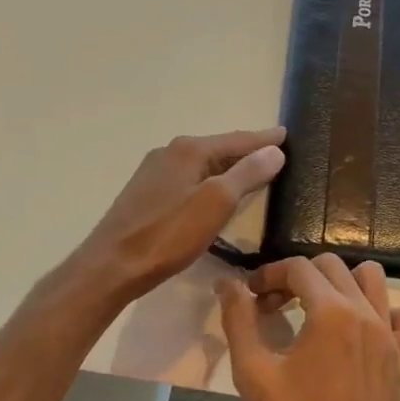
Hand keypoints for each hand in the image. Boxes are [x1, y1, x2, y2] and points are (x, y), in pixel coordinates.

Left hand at [72, 128, 286, 303]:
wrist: (112, 265)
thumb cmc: (168, 234)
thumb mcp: (216, 203)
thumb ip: (247, 174)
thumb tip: (275, 151)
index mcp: (189, 150)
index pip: (237, 140)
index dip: (264, 140)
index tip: (287, 135)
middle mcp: (170, 153)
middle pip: (218, 149)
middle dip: (246, 151)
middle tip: (275, 154)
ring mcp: (154, 173)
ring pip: (202, 164)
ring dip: (227, 167)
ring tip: (251, 172)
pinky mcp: (146, 195)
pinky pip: (188, 179)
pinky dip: (209, 181)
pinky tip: (214, 193)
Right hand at [217, 255, 399, 400]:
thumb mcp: (253, 372)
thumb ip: (239, 319)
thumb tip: (228, 283)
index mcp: (330, 312)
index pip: (298, 268)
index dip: (269, 275)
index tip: (251, 295)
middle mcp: (365, 312)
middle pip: (331, 267)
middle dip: (298, 277)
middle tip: (275, 306)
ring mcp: (391, 334)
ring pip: (372, 279)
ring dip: (341, 283)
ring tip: (319, 308)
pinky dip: (386, 311)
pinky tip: (363, 330)